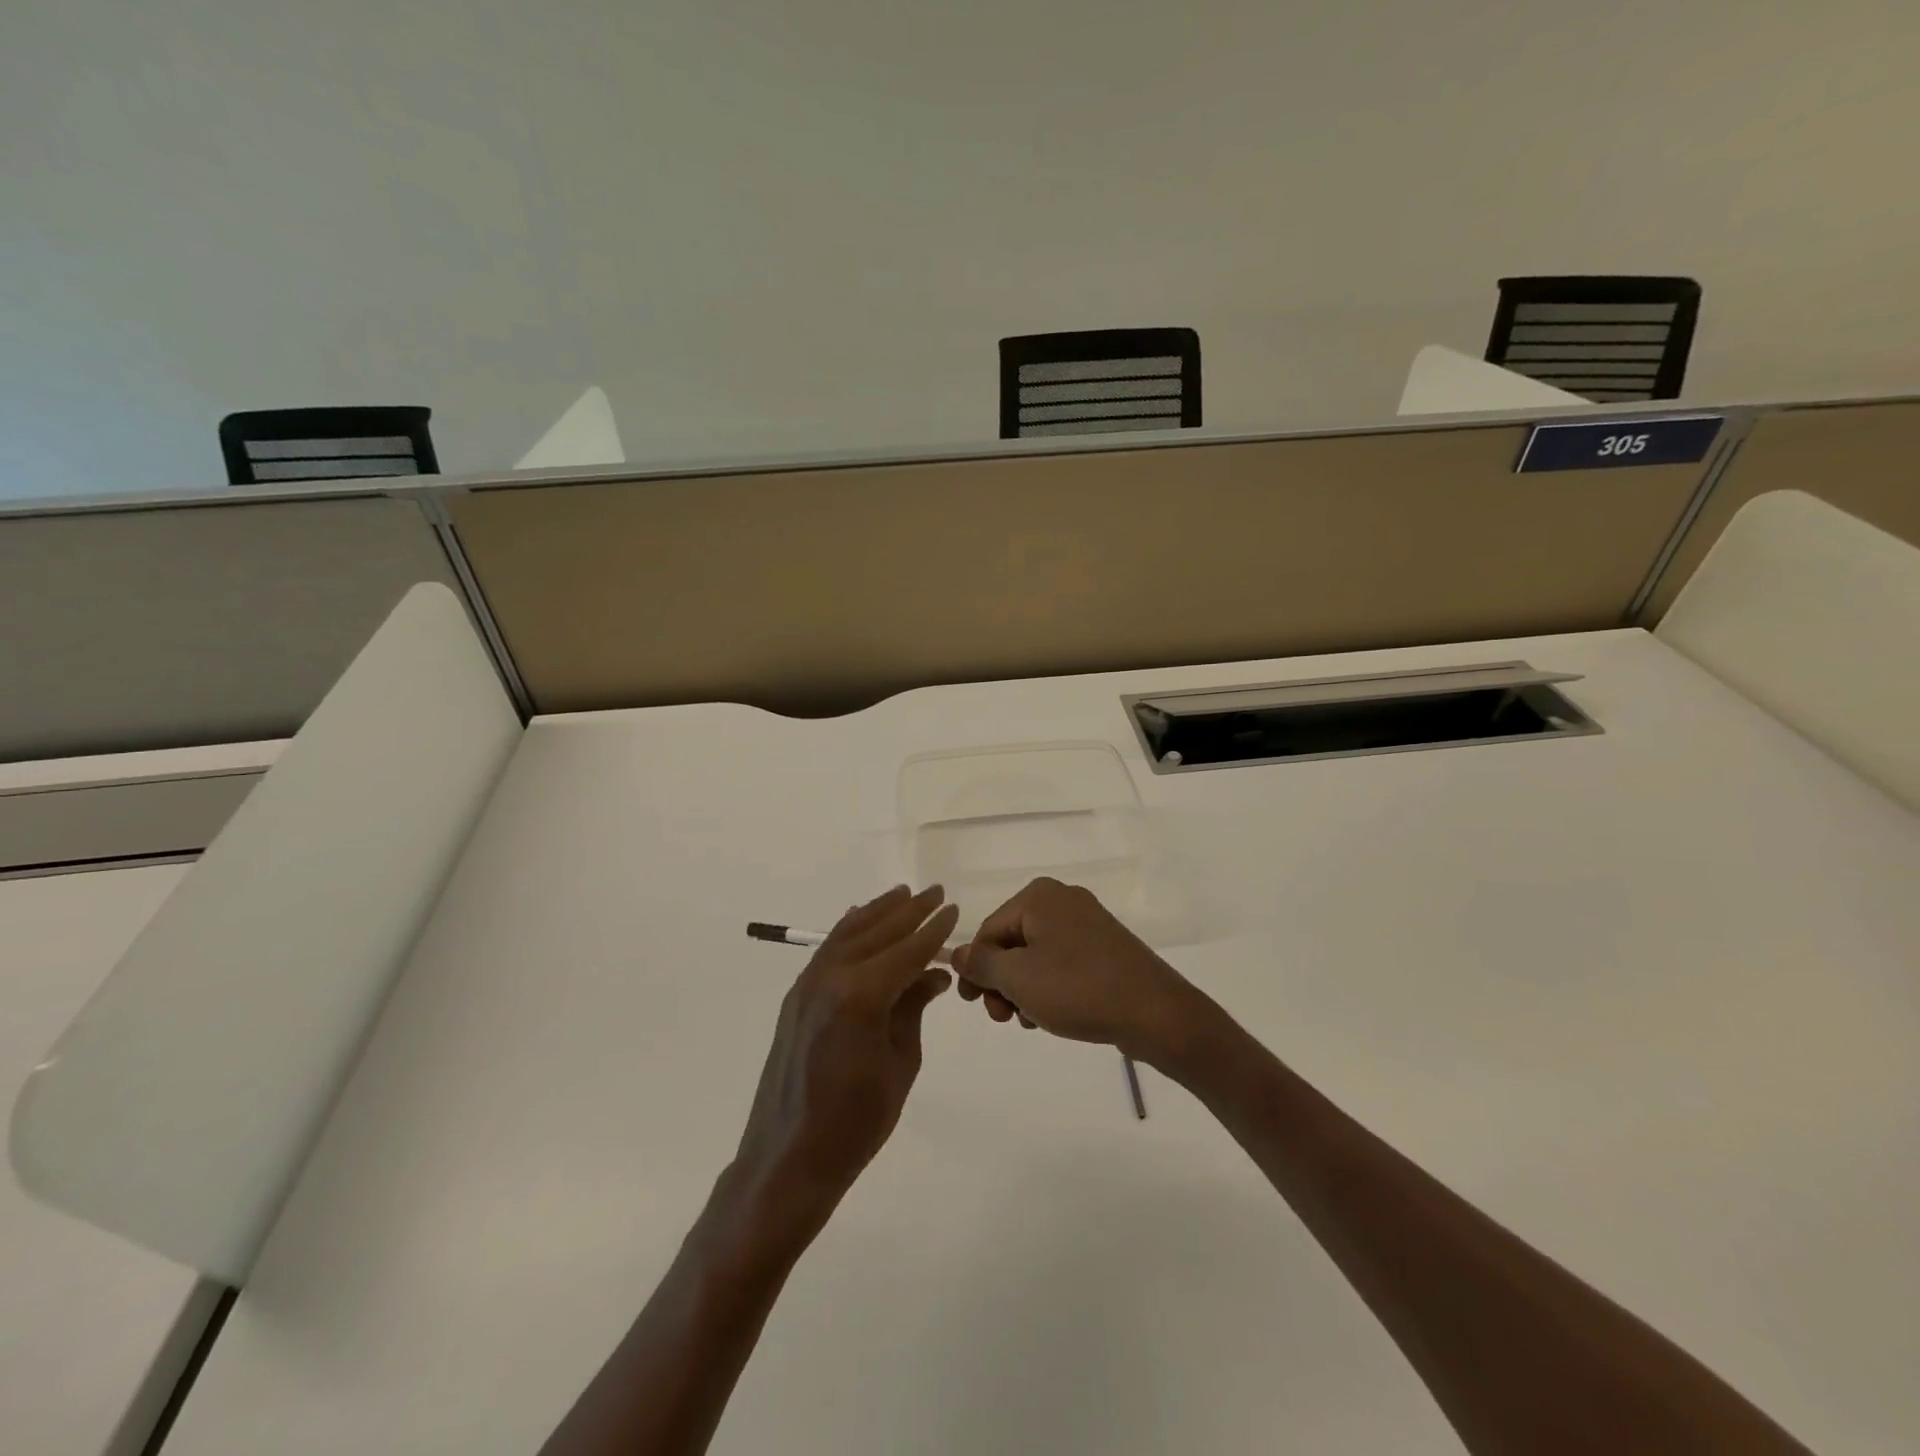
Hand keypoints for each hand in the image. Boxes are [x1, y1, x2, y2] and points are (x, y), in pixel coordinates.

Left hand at [730, 885, 957, 1239]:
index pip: (907, 950)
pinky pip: (827, 950)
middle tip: (935, 892)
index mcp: (861, 995)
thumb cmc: (856, 1122)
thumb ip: (913, 1009)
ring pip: (848, 933)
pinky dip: (849, 930)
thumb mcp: (900, 1065)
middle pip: (877, 932)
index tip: (953, 909)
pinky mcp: (796, 997)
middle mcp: (831, 977)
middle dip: (909, 911)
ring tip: (903, 894)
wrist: (787, 1159)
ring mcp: (808, 984)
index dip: (933, 930)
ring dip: (878, 912)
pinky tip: (860, 920)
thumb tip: (933, 974)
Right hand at [950, 877, 1214, 1068]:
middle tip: (1003, 1018)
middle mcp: (1062, 900)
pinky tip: (1052, 1015)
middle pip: (1011, 943)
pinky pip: (1062, 963)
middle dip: (1001, 982)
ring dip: (1023, 990)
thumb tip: (956, 954)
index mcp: (1038, 896)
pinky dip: (1049, 987)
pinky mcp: (1105, 947)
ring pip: (1035, 956)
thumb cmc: (1078, 988)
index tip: (973, 1005)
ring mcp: (1087, 923)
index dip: (975, 970)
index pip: (988, 932)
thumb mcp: (1018, 978)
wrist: (1156, 1012)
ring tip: (1031, 1020)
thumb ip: (980, 964)